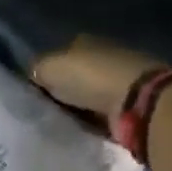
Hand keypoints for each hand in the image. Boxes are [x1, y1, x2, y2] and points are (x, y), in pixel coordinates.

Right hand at [31, 37, 158, 120]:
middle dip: (66, 90)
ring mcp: (123, 79)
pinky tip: (86, 130)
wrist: (139, 101)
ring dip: (83, 107)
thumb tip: (32, 75)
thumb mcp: (49, 68)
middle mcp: (106, 55)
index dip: (49, 71)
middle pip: (78, 74)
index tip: (38, 92)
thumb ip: (36, 69)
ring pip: (92, 94)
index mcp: (85, 41)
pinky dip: (98, 120)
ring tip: (65, 123)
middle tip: (49, 111)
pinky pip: (106, 113)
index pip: (61, 54)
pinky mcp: (135, 103)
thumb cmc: (91, 77)